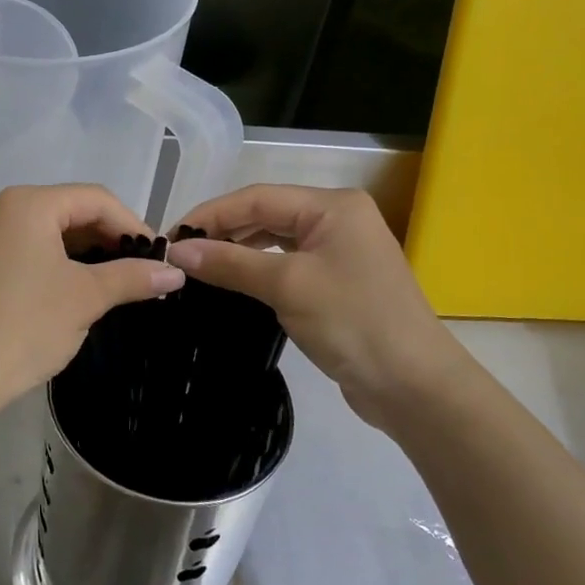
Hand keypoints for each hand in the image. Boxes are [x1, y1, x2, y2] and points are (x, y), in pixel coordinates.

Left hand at [0, 185, 183, 414]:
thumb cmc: (24, 325)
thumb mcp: (85, 298)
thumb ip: (132, 277)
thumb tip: (175, 272)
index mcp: (29, 204)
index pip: (95, 199)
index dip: (132, 224)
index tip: (158, 258)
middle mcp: (3, 210)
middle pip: (71, 211)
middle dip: (109, 239)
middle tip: (140, 273)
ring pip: (50, 233)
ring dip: (86, 254)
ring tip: (116, 284)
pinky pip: (29, 252)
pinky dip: (59, 265)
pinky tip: (77, 293)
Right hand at [166, 185, 473, 428]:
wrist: (414, 386)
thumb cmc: (353, 323)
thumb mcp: (287, 286)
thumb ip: (230, 263)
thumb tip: (176, 251)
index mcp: (333, 206)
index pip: (257, 198)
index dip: (210, 214)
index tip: (170, 237)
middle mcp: (337, 219)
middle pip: (265, 214)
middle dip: (221, 231)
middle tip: (178, 254)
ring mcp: (339, 251)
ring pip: (274, 239)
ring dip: (237, 250)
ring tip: (197, 266)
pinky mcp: (336, 281)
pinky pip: (286, 263)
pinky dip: (256, 269)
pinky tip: (232, 281)